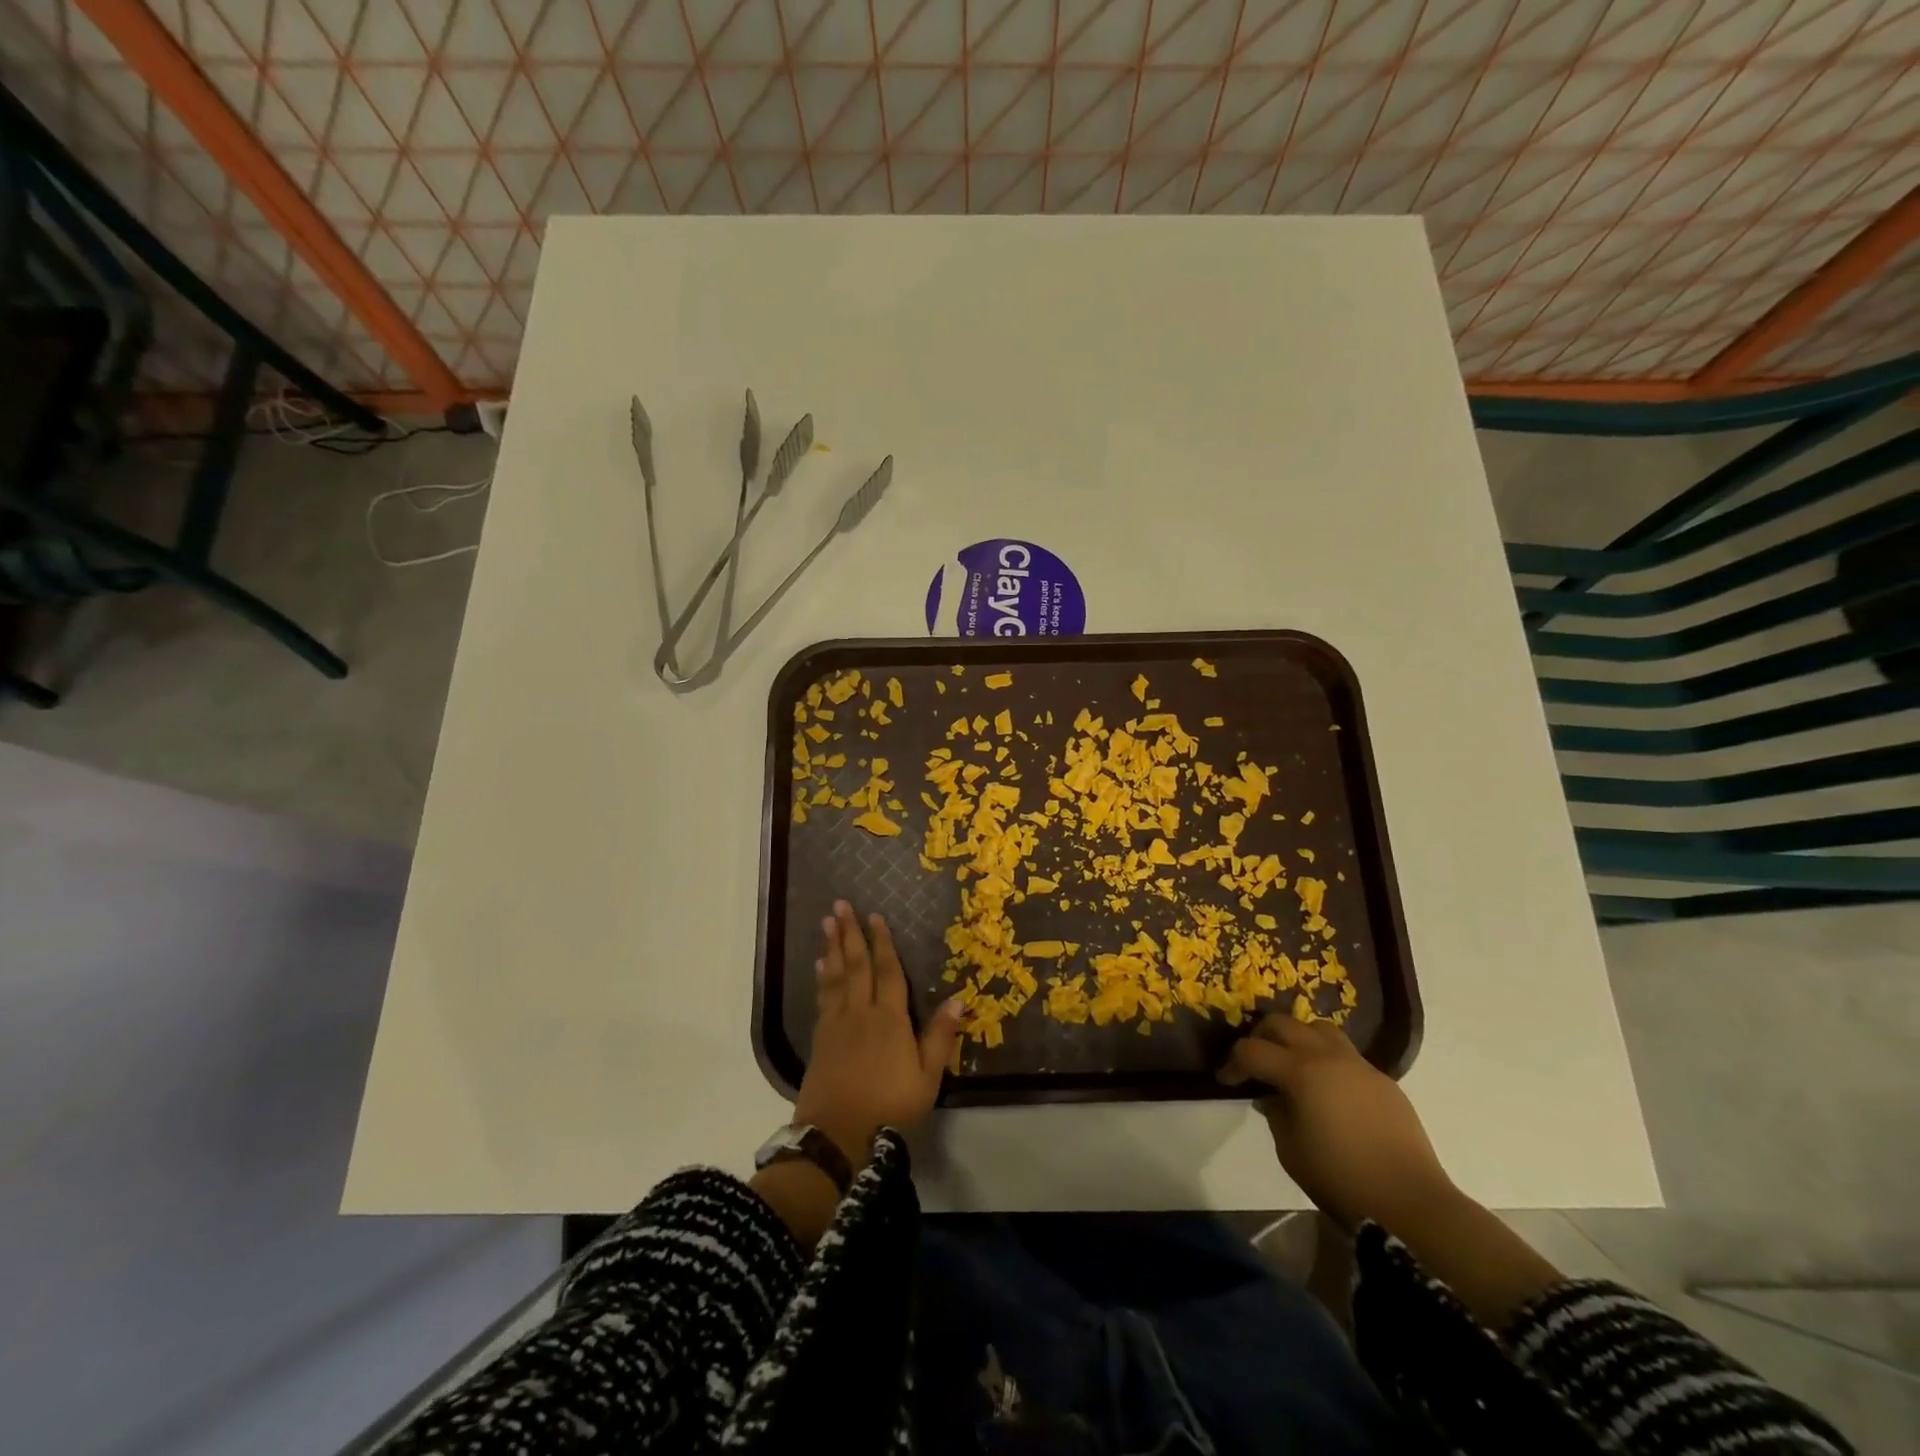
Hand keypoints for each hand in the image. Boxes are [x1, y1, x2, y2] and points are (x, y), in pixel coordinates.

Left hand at [794, 901, 962, 1166]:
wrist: (836, 1137)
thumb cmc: (889, 1108)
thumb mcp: (927, 1078)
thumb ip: (940, 1037)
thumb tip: (959, 997)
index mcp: (890, 1020)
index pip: (887, 972)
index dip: (883, 943)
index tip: (876, 916)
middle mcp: (860, 1013)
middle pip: (855, 966)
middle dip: (850, 933)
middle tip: (840, 905)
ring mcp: (836, 1025)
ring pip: (835, 976)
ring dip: (832, 947)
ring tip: (827, 923)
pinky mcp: (819, 1040)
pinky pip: (822, 997)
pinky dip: (822, 977)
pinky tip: (821, 966)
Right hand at [1218, 1015, 1454, 1231]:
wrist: (1410, 1203)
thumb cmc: (1341, 1178)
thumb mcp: (1290, 1149)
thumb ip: (1275, 1112)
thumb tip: (1271, 1094)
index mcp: (1300, 1072)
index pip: (1252, 1050)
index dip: (1233, 1063)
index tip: (1225, 1080)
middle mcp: (1327, 1056)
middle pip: (1283, 1024)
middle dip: (1261, 1038)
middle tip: (1255, 1064)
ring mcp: (1359, 1065)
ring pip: (1317, 1028)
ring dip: (1297, 1038)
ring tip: (1292, 1064)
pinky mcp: (1382, 1080)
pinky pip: (1346, 1054)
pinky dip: (1326, 1059)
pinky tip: (1328, 1089)